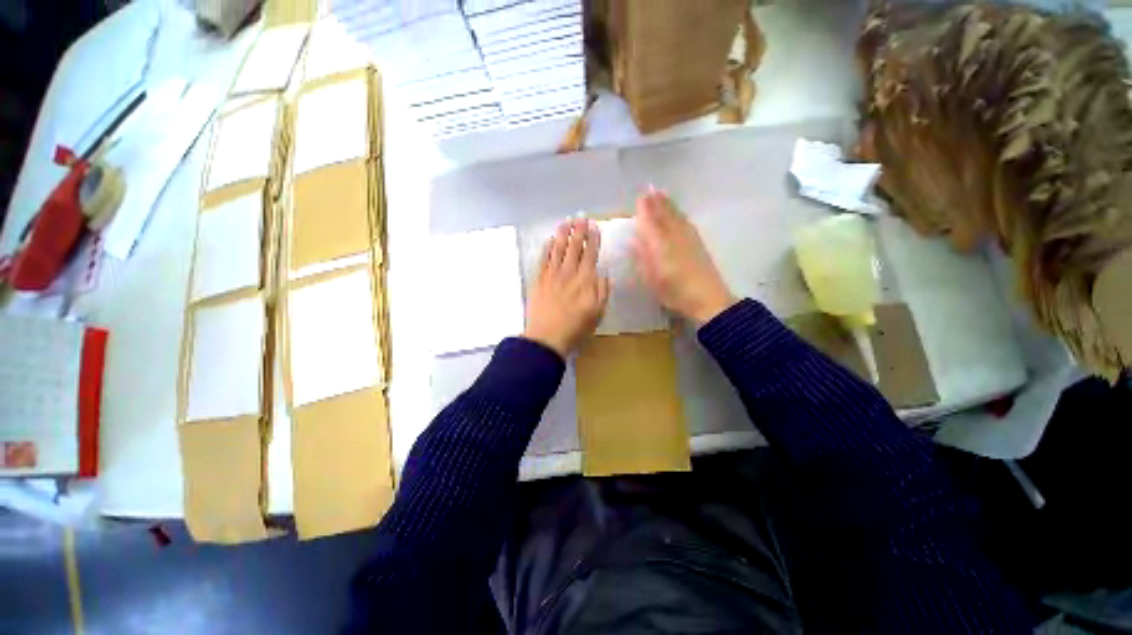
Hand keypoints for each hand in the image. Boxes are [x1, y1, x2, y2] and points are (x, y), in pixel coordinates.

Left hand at [524, 219, 610, 357]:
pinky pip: (543, 259)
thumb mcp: (598, 313)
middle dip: (578, 230)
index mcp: (585, 280)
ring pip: (558, 249)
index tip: (594, 226)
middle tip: (581, 217)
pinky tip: (549, 240)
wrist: (546, 337)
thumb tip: (604, 273)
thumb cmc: (576, 328)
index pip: (590, 254)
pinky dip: (546, 248)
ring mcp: (552, 275)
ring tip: (566, 221)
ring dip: (562, 234)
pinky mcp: (538, 280)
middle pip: (574, 247)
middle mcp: (569, 272)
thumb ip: (602, 291)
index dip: (593, 239)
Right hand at [632, 190, 735, 325]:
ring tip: (661, 195)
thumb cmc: (674, 289)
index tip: (640, 194)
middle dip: (657, 201)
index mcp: (662, 241)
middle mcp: (676, 234)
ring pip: (677, 216)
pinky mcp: (698, 244)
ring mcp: (689, 238)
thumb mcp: (652, 274)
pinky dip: (679, 215)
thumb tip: (635, 235)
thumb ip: (644, 252)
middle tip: (650, 189)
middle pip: (665, 214)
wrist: (706, 299)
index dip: (645, 207)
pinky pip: (685, 222)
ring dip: (668, 205)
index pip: (651, 218)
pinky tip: (678, 215)